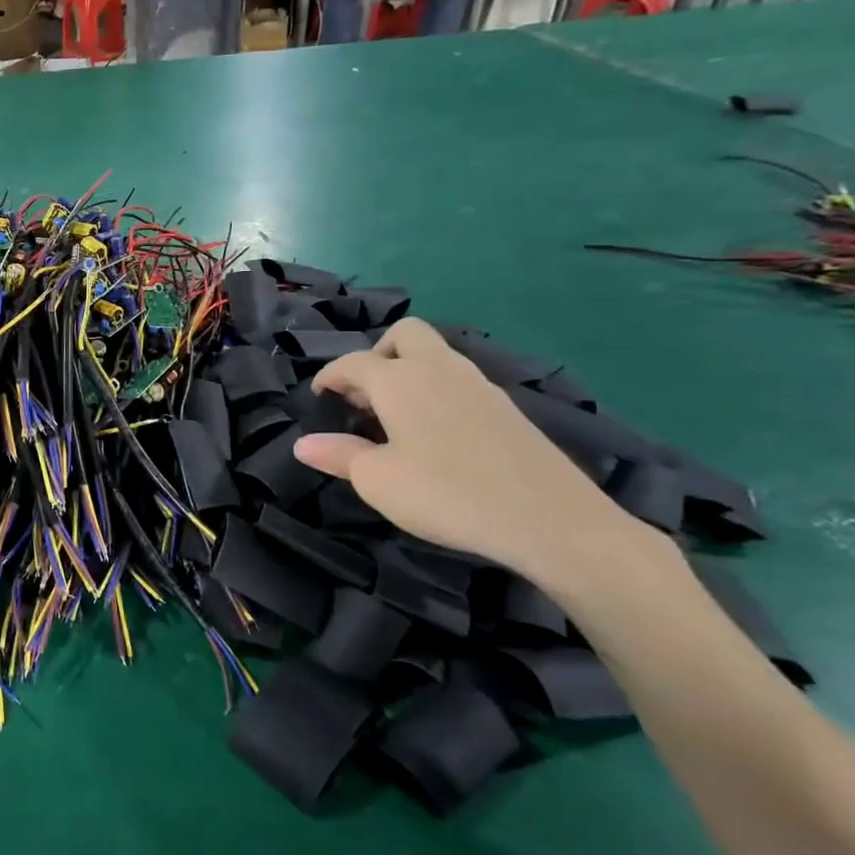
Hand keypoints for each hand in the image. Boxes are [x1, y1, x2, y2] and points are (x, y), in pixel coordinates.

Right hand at [291, 319, 642, 592]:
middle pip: (404, 334)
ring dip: (409, 371)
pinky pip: (459, 381)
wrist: (550, 519)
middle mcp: (438, 369)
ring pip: (436, 355)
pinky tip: (436, 433)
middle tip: (364, 395)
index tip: (319, 397)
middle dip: (377, 353)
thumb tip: (303, 444)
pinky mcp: (506, 408)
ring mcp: (479, 385)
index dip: (330, 376)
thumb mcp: (378, 481)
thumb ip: (339, 456)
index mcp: (400, 381)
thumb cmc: (447, 494)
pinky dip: (437, 391)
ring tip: (395, 416)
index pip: (353, 362)